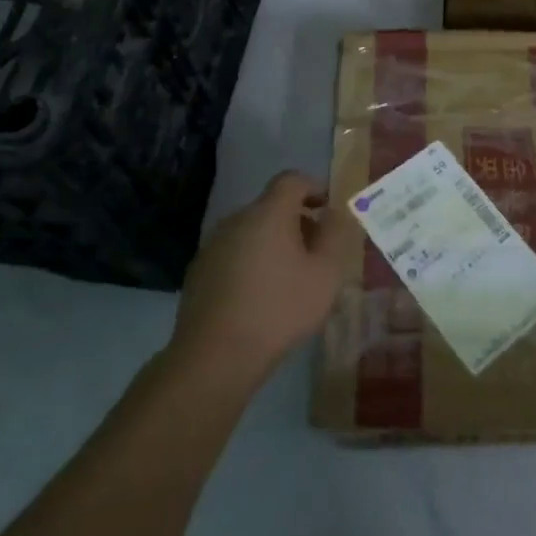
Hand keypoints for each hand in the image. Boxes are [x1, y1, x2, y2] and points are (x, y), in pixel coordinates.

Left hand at [170, 170, 357, 380]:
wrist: (215, 355)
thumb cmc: (280, 309)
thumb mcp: (325, 274)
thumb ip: (335, 236)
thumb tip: (336, 213)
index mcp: (268, 213)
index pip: (291, 180)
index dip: (314, 187)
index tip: (328, 209)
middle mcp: (236, 220)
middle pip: (271, 206)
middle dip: (297, 220)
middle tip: (317, 250)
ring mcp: (213, 245)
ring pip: (251, 231)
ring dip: (273, 243)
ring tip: (291, 276)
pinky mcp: (198, 272)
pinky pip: (234, 253)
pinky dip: (252, 262)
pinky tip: (261, 296)